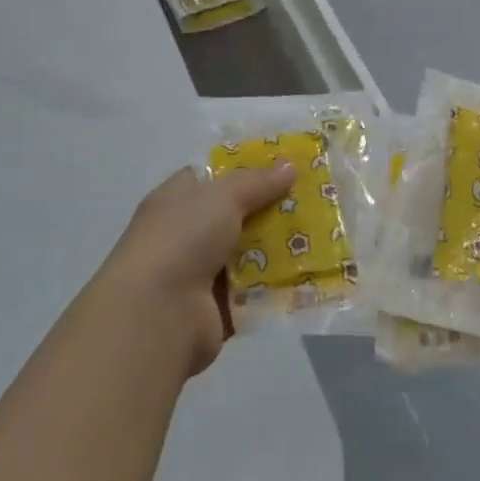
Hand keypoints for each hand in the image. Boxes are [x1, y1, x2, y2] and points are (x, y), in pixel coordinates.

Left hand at [97, 162, 294, 376]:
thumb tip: (288, 166)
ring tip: (322, 236)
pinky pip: (255, 291)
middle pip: (238, 215)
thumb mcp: (221, 196)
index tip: (285, 166)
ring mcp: (201, 274)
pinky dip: (277, 286)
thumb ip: (256, 181)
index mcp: (177, 200)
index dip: (247, 169)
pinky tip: (310, 274)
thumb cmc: (182, 239)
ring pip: (250, 253)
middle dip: (273, 209)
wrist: (156, 315)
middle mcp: (186, 234)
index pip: (213, 177)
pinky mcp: (217, 309)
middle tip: (315, 200)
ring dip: (280, 249)